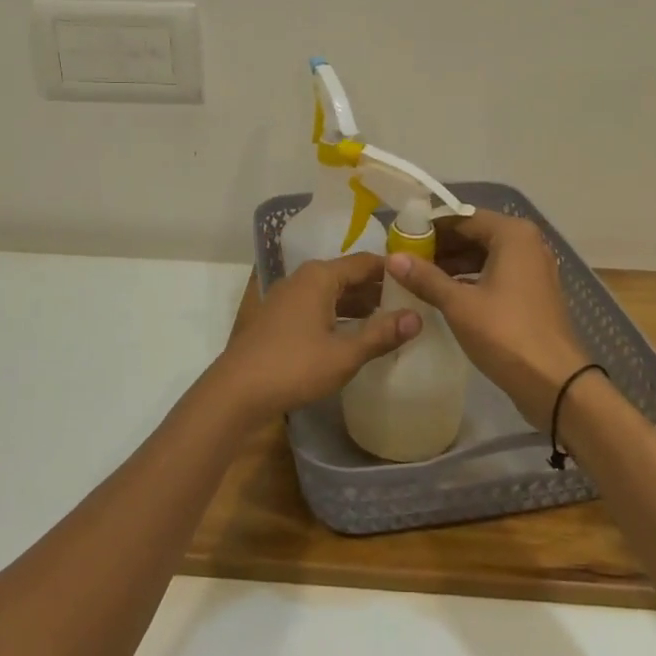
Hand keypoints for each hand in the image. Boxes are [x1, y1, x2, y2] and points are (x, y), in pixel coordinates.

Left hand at [205, 254, 420, 425]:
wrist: (235, 392)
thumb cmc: (293, 367)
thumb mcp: (344, 354)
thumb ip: (381, 334)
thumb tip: (417, 317)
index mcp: (319, 277)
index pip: (365, 262)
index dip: (393, 271)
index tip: (420, 282)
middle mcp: (303, 279)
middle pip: (348, 276)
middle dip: (378, 290)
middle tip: (412, 304)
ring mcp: (287, 299)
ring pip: (332, 294)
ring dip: (359, 306)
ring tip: (391, 321)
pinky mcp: (279, 319)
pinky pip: (318, 308)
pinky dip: (339, 316)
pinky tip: (356, 336)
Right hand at [386, 210, 587, 430]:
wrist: (555, 382)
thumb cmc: (505, 334)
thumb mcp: (459, 304)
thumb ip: (425, 278)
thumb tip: (392, 258)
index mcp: (512, 234)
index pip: (461, 218)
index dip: (428, 228)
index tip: (400, 240)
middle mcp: (527, 242)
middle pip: (475, 234)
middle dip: (440, 246)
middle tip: (405, 261)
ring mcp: (533, 267)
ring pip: (485, 255)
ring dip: (454, 263)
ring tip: (418, 278)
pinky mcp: (533, 291)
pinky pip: (496, 273)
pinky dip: (471, 278)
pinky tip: (445, 293)